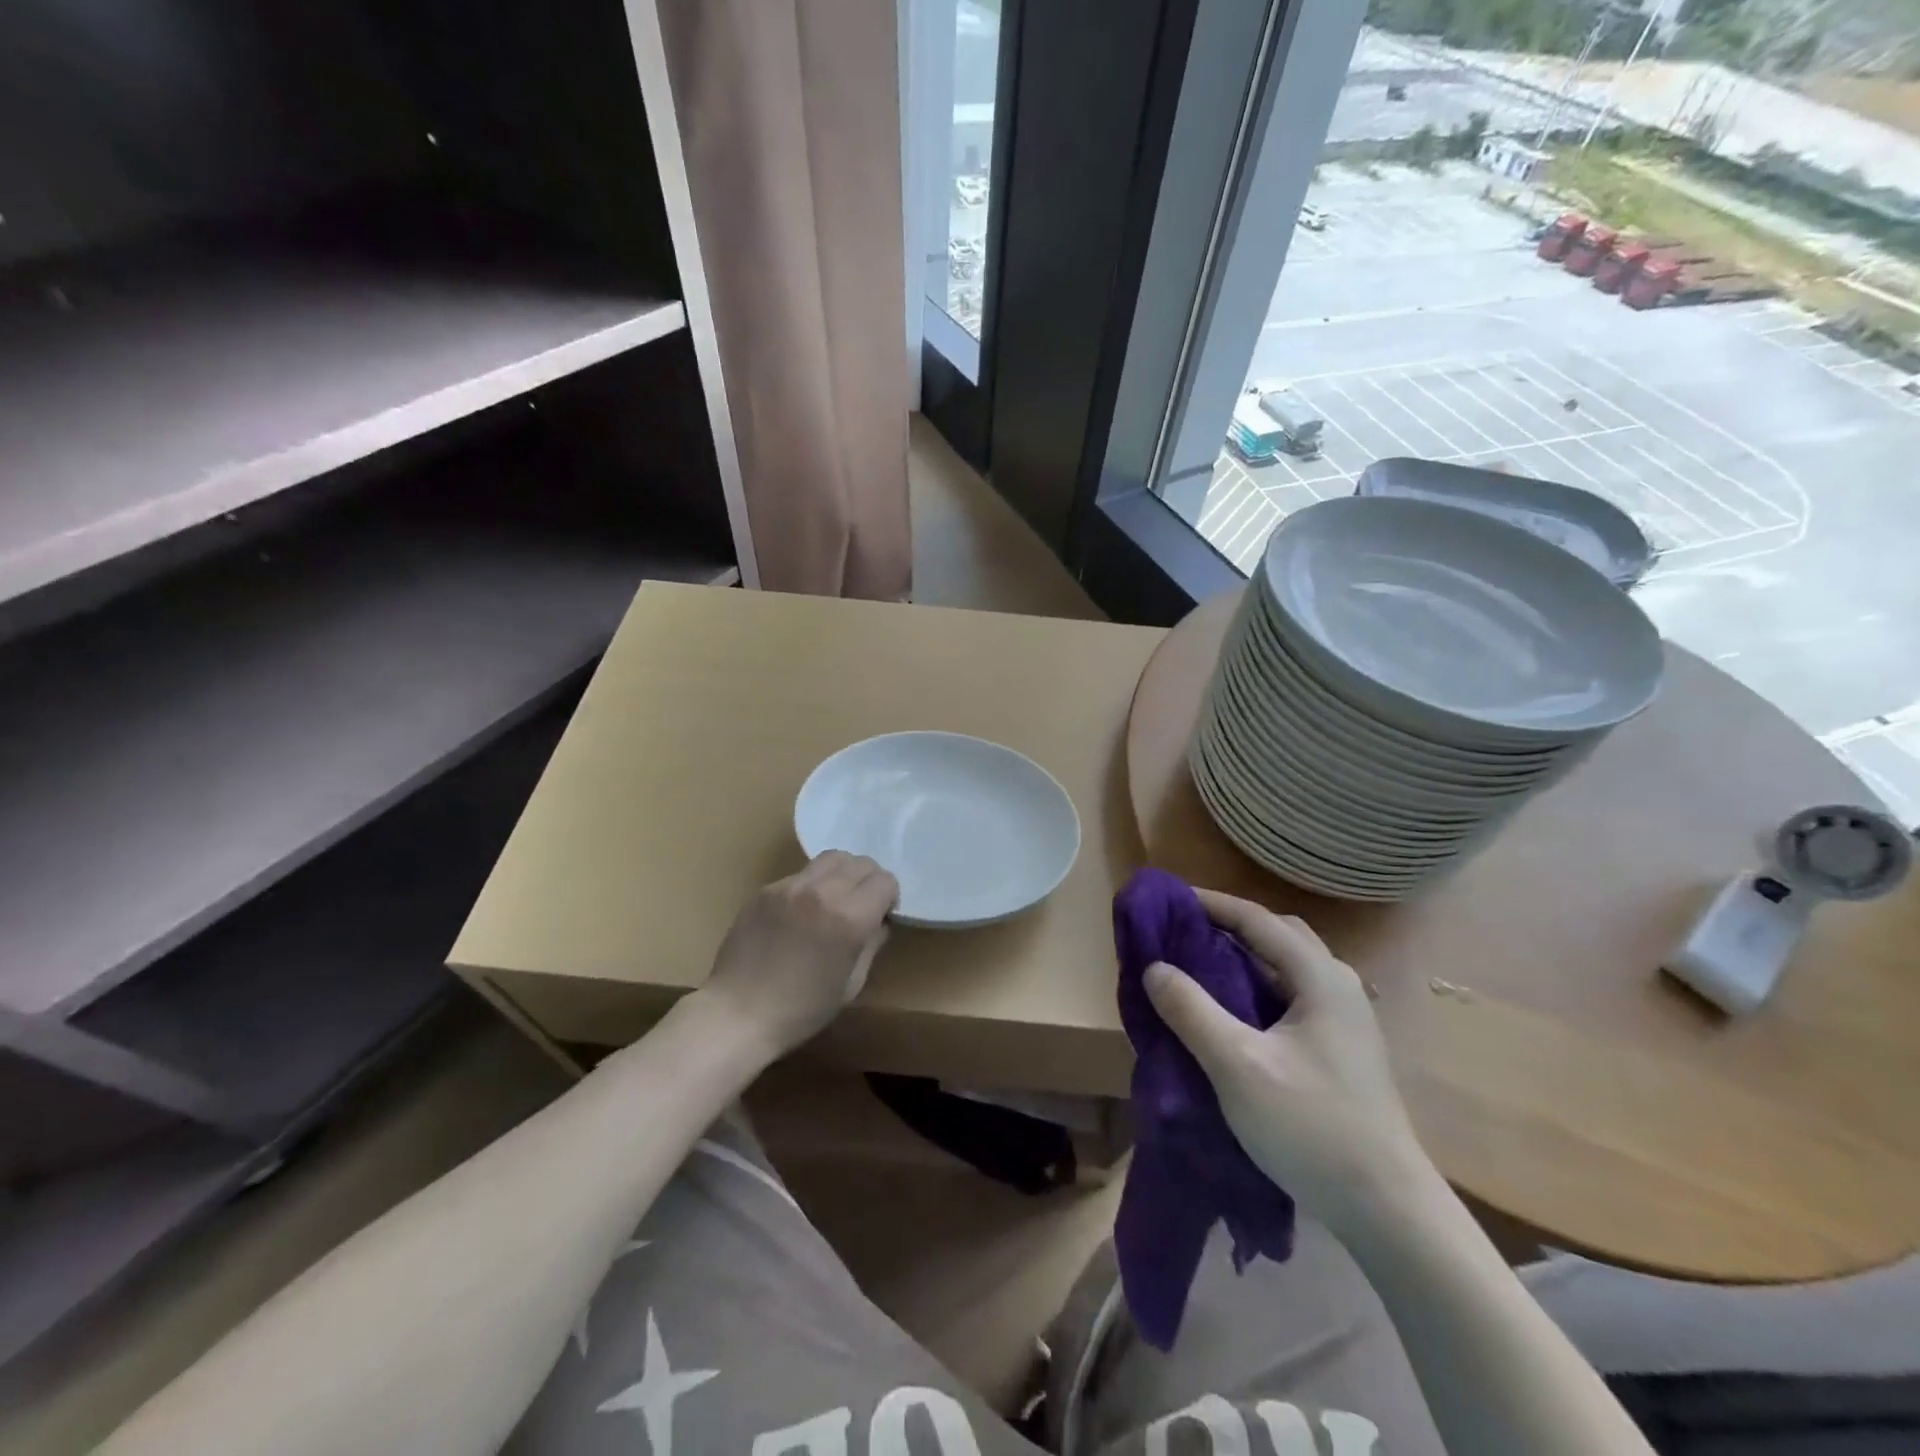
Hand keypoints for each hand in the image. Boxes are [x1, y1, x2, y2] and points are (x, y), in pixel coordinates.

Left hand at [698, 852, 898, 1057]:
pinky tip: (800, 913)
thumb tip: (880, 920)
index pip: (885, 881)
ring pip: (831, 858)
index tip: (880, 916)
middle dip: (868, 882)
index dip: (889, 898)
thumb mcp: (852, 983)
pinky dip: (811, 886)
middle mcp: (822, 892)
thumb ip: (872, 943)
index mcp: (849, 917)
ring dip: (842, 874)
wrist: (738, 1014)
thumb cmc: (802, 1009)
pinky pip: (801, 874)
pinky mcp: (766, 889)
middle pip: (861, 862)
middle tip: (860, 906)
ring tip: (833, 900)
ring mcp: (790, 886)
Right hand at [1144, 889, 1431, 1238]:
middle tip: (1182, 931)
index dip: (1210, 904)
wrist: (1386, 1210)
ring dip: (1243, 956)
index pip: (1257, 919)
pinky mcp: (1340, 1048)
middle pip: (1277, 935)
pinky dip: (1255, 986)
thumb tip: (1154, 967)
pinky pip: (1289, 995)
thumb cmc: (1311, 1126)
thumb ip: (1192, 1011)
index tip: (1167, 900)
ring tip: (1198, 965)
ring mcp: (1344, 1019)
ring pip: (1285, 967)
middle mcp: (1337, 986)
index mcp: (1320, 978)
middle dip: (1229, 925)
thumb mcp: (1237, 1066)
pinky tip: (1230, 1010)